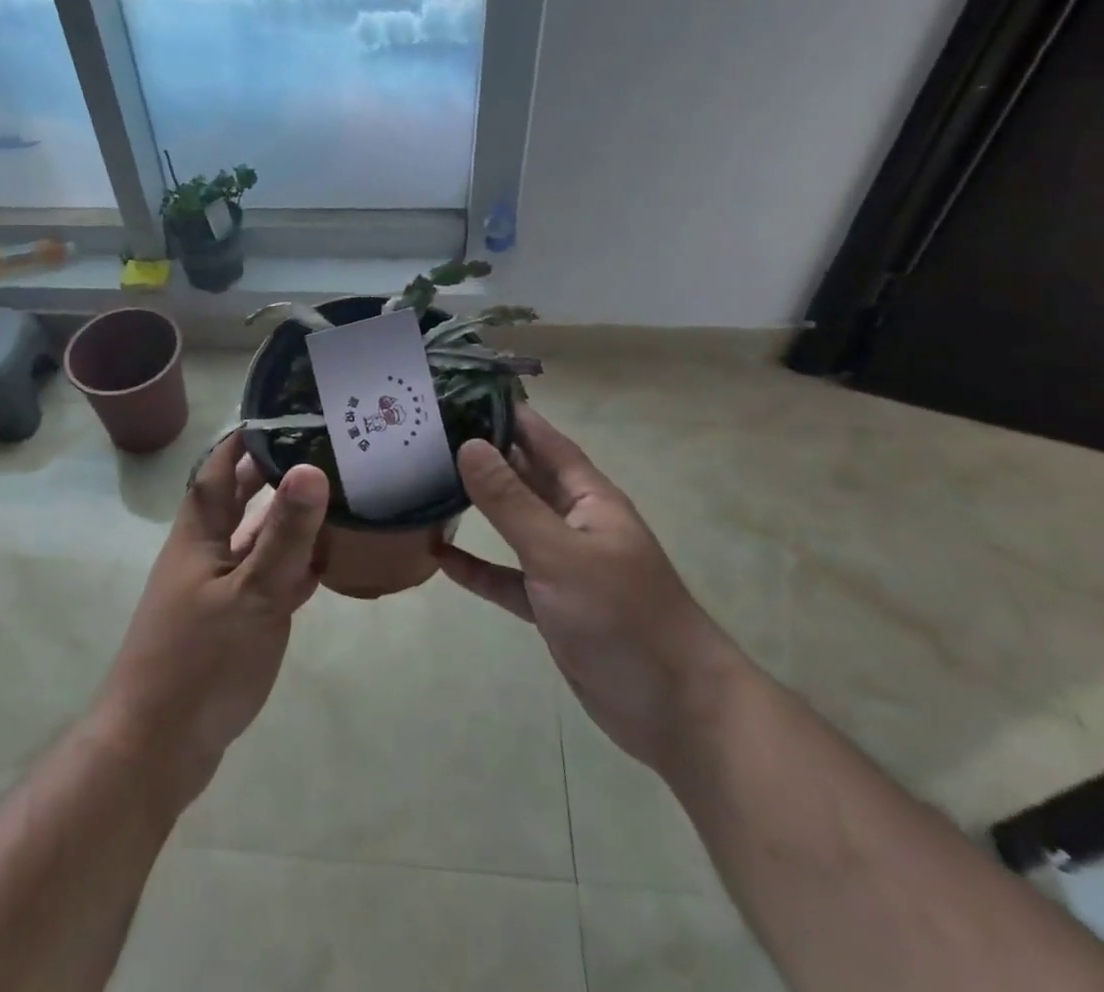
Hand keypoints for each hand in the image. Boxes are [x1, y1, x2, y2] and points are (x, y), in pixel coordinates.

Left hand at [93, 435, 328, 806]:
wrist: (155, 751)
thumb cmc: (200, 662)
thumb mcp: (252, 594)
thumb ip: (285, 534)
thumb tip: (312, 466)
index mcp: (199, 535)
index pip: (219, 468)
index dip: (244, 438)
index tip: (282, 412)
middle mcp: (203, 554)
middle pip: (238, 501)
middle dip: (271, 473)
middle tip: (319, 449)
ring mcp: (215, 591)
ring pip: (254, 541)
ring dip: (285, 520)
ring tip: (332, 497)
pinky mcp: (228, 624)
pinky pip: (264, 579)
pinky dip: (291, 566)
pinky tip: (322, 564)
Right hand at [438, 406, 739, 772]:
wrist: (676, 710)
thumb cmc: (622, 616)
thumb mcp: (559, 553)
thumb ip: (511, 502)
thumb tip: (468, 445)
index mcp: (588, 498)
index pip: (545, 441)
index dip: (511, 415)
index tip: (466, 392)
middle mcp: (575, 522)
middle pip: (525, 478)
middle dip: (485, 456)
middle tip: (430, 434)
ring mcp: (564, 566)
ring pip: (513, 526)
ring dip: (477, 508)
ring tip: (428, 484)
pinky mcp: (552, 606)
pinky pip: (507, 577)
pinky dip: (479, 568)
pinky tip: (440, 559)